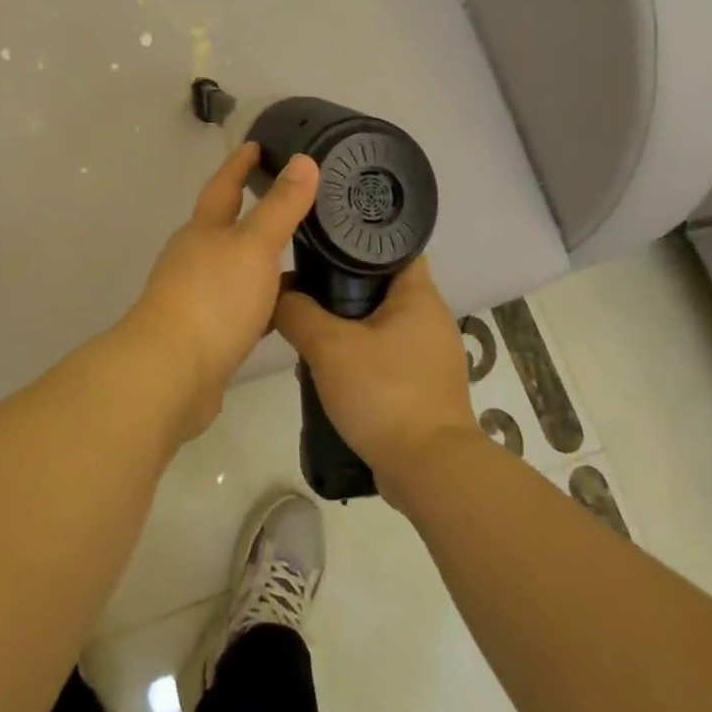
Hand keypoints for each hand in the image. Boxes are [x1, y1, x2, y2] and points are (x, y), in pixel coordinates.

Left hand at [124, 143, 319, 435]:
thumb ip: (281, 206)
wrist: (173, 371)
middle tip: (292, 198)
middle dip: (253, 210)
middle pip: (226, 225)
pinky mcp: (207, 333)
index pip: (224, 185)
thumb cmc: (214, 296)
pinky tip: (287, 308)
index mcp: (203, 229)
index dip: (240, 163)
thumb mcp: (253, 244)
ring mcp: (198, 295)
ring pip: (236, 267)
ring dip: (261, 259)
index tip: (258, 144)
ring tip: (301, 252)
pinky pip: (242, 306)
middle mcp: (196, 256)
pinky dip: (264, 301)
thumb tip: (304, 160)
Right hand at [275, 258, 478, 500]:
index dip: (356, 239)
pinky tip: (331, 373)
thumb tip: (279, 294)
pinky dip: (360, 358)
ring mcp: (431, 356)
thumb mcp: (328, 346)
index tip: (321, 242)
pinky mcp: (425, 387)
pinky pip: (386, 357)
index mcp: (419, 296)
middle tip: (304, 292)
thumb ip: (297, 312)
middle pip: (380, 286)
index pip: (392, 246)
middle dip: (340, 289)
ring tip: (309, 336)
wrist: (429, 471)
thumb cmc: (384, 393)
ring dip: (346, 328)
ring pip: (380, 324)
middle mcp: (431, 319)